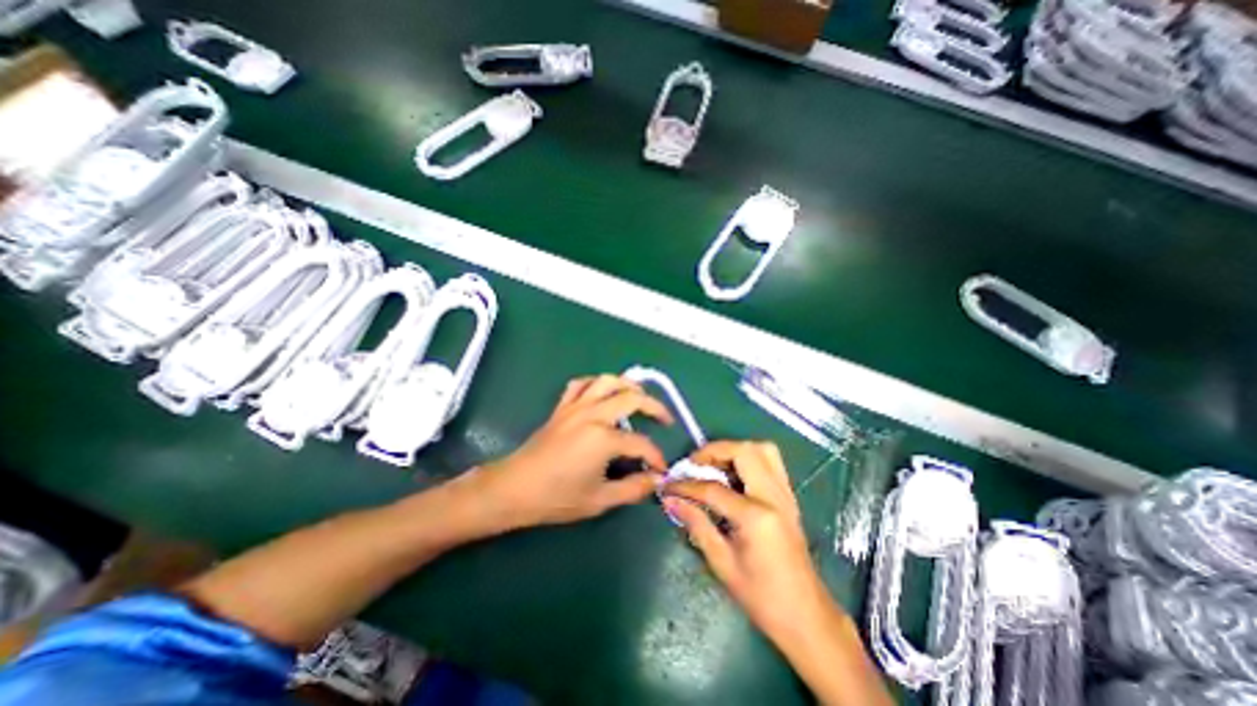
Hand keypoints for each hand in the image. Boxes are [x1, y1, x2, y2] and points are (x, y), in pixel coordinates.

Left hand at [471, 374, 672, 529]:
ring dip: (627, 385)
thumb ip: (633, 489)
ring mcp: (576, 407)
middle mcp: (593, 414)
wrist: (515, 488)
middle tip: (665, 419)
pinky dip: (595, 384)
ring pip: (607, 381)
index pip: (641, 444)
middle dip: (655, 407)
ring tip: (639, 396)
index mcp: (603, 438)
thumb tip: (655, 480)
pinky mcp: (562, 407)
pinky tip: (602, 394)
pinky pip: (580, 384)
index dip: (655, 457)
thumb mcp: (599, 500)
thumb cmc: (557, 497)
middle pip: (632, 398)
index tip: (660, 470)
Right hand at [663, 445, 831, 641]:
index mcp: (756, 516)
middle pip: (743, 452)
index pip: (713, 488)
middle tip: (694, 465)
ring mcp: (785, 494)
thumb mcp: (722, 563)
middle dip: (714, 451)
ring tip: (714, 466)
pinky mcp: (789, 497)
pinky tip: (733, 477)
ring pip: (762, 450)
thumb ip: (696, 524)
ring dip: (734, 450)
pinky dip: (748, 459)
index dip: (686, 485)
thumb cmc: (762, 597)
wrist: (808, 617)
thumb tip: (670, 500)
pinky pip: (770, 462)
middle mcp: (774, 496)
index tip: (668, 485)